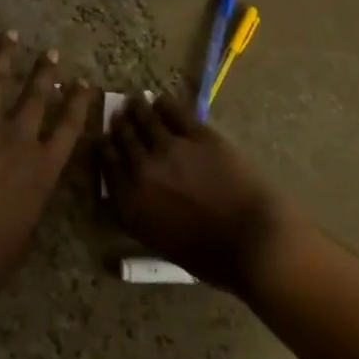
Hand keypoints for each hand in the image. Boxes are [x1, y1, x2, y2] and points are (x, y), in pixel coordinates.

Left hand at [0, 31, 95, 314]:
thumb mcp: (20, 238)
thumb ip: (31, 204)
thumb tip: (32, 188)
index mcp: (41, 170)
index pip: (69, 129)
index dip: (79, 104)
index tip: (85, 84)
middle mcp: (16, 138)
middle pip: (36, 96)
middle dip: (46, 72)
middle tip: (52, 53)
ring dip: (6, 54)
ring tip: (11, 35)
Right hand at [103, 93, 302, 293]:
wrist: (254, 240)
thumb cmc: (211, 257)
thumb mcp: (162, 243)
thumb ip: (142, 213)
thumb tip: (135, 193)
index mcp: (131, 204)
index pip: (108, 165)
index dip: (105, 148)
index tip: (104, 139)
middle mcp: (143, 170)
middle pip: (123, 138)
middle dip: (120, 125)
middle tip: (120, 116)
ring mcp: (170, 148)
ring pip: (144, 119)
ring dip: (137, 108)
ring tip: (135, 101)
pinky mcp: (197, 134)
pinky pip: (174, 112)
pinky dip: (165, 105)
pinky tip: (162, 101)